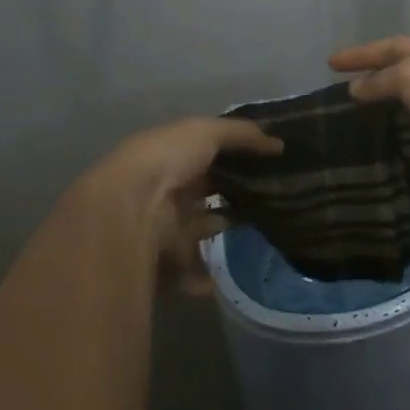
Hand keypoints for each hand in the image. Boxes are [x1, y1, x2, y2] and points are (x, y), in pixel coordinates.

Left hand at [83, 117, 281, 291]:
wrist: (130, 210)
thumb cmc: (166, 160)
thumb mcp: (206, 132)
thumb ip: (242, 135)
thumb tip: (279, 144)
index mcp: (170, 157)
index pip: (205, 154)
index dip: (233, 157)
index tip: (268, 164)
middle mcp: (165, 190)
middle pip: (202, 192)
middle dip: (230, 195)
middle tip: (271, 199)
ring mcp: (164, 226)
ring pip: (198, 230)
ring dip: (219, 231)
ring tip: (259, 232)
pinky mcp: (166, 260)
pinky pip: (189, 270)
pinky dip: (204, 277)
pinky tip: (223, 276)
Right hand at [329, 33, 409, 185]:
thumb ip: (381, 80)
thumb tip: (357, 88)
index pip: (392, 47)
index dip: (360, 54)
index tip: (330, 63)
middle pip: (408, 82)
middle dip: (380, 91)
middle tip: (345, 105)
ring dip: (399, 129)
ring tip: (363, 140)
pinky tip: (395, 170)